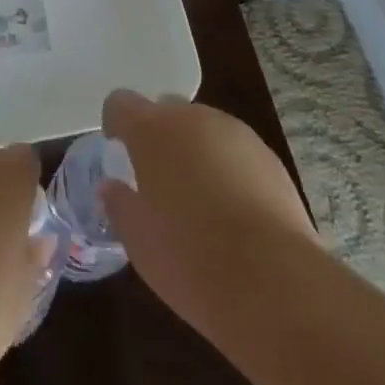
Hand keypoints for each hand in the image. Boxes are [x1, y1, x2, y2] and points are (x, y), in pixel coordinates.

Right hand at [101, 89, 317, 344]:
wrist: (273, 281)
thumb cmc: (190, 258)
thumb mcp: (138, 241)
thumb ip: (119, 204)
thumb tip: (111, 187)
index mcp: (151, 129)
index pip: (121, 103)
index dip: (117, 124)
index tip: (120, 153)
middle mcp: (190, 117)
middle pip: (166, 111)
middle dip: (160, 138)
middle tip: (161, 184)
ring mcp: (233, 131)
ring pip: (203, 129)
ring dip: (196, 152)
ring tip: (202, 203)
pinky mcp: (267, 155)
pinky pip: (235, 151)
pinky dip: (229, 169)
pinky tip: (236, 213)